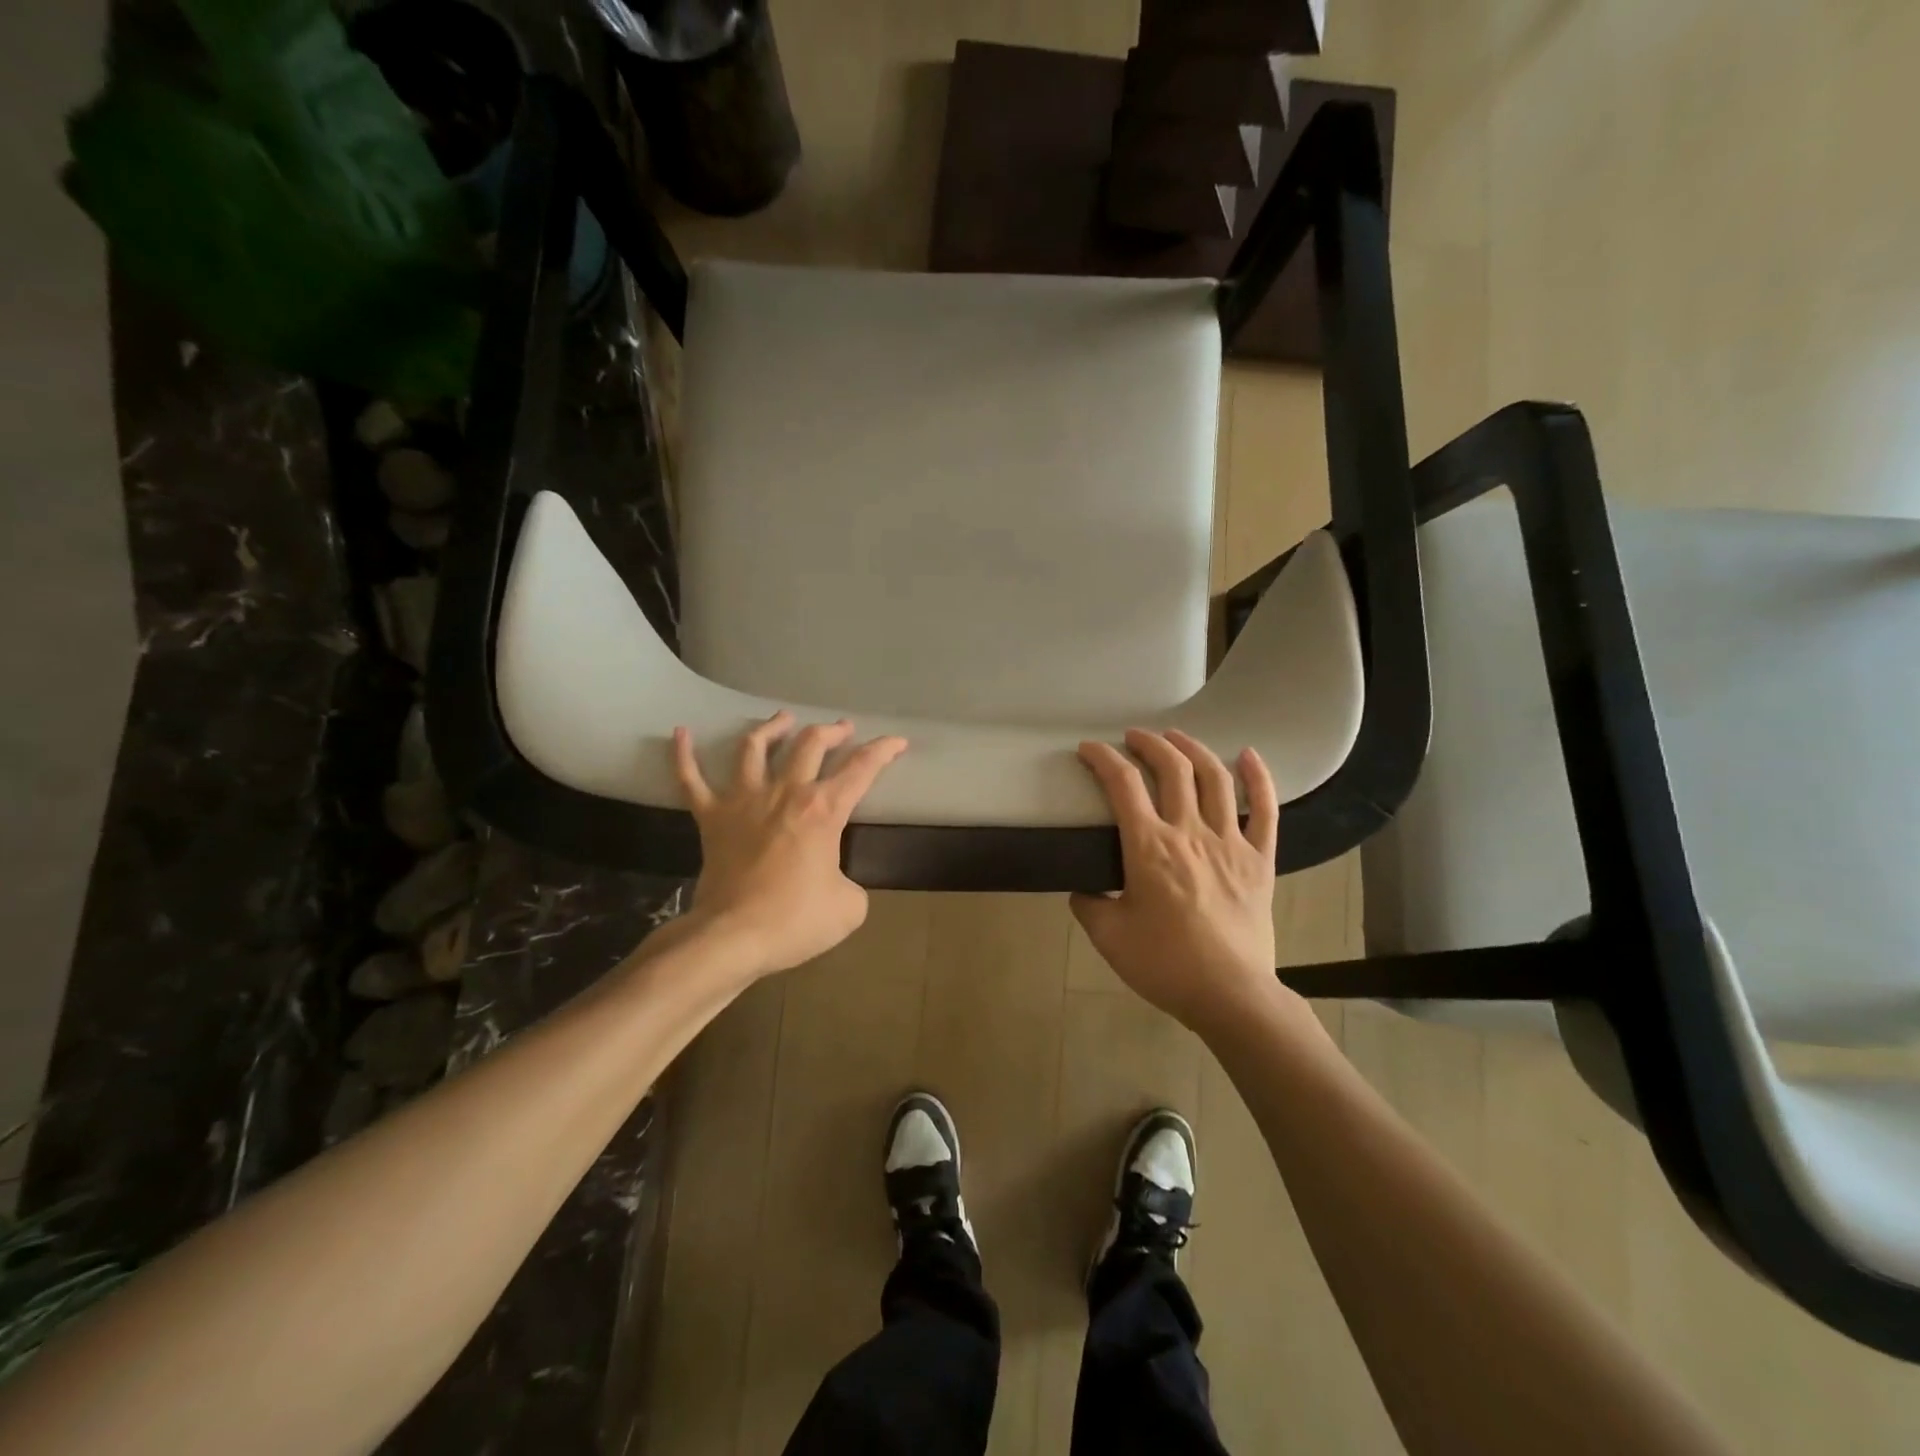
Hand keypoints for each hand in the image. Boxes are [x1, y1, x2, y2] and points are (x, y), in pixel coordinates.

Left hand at [672, 711, 907, 977]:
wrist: (733, 936)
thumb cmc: (795, 920)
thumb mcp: (849, 908)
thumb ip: (850, 885)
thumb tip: (835, 881)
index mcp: (823, 810)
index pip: (861, 769)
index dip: (883, 751)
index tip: (897, 742)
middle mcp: (785, 793)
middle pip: (809, 744)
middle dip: (832, 731)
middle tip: (842, 729)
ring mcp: (743, 801)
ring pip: (754, 748)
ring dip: (772, 728)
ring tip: (783, 718)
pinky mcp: (710, 817)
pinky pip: (691, 779)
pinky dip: (683, 755)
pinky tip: (680, 733)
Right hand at [1071, 729, 1281, 1032]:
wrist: (1230, 995)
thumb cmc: (1164, 965)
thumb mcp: (1108, 937)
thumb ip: (1088, 905)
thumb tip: (1082, 888)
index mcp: (1149, 848)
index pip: (1123, 785)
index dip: (1103, 759)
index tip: (1089, 749)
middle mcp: (1190, 833)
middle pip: (1172, 769)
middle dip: (1149, 744)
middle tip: (1133, 737)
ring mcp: (1230, 843)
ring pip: (1215, 779)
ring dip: (1193, 750)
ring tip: (1177, 738)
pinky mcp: (1260, 860)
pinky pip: (1266, 811)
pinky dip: (1260, 779)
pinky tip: (1250, 755)